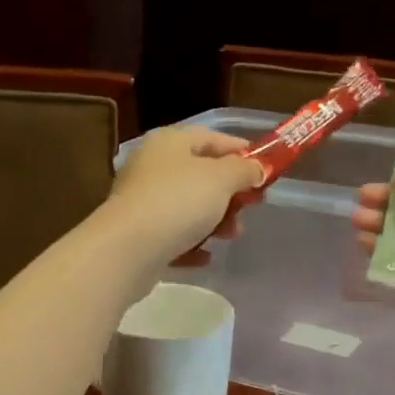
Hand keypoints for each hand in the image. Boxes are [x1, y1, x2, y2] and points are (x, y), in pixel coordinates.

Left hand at [107, 126, 263, 263]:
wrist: (127, 249)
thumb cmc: (177, 202)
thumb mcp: (221, 179)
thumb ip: (244, 171)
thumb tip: (257, 169)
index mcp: (169, 142)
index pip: (212, 138)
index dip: (242, 152)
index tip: (266, 170)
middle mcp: (152, 166)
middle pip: (201, 175)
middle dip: (230, 193)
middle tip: (252, 207)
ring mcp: (143, 201)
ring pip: (189, 207)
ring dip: (215, 221)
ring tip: (231, 236)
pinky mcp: (139, 234)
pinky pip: (173, 235)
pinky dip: (192, 244)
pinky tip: (205, 256)